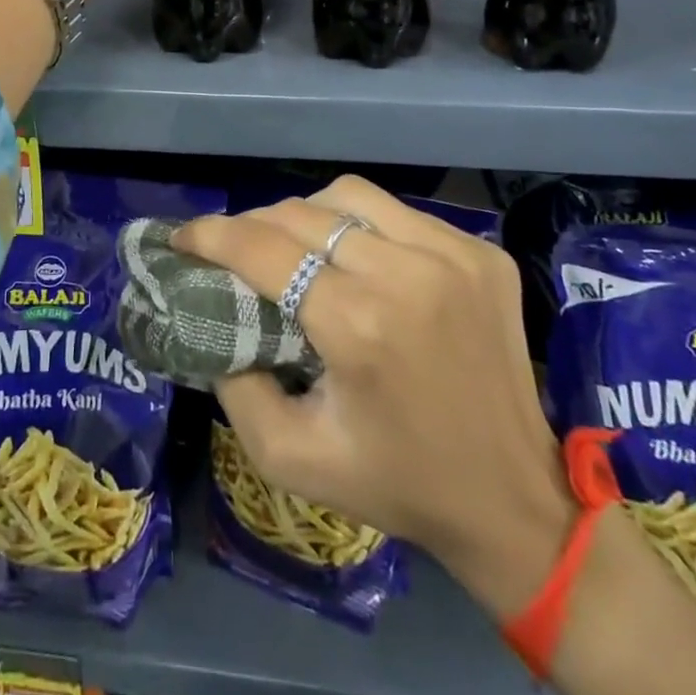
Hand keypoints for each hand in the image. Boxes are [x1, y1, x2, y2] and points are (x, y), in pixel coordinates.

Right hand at [173, 176, 575, 617]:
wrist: (512, 498)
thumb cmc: (397, 484)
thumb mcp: (291, 458)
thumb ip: (234, 387)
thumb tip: (211, 320)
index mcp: (359, 326)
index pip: (264, 248)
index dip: (212, 234)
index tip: (183, 237)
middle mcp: (407, 273)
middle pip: (301, 214)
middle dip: (253, 225)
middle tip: (235, 249)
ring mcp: (453, 254)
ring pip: (349, 197)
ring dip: (306, 213)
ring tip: (294, 244)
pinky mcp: (481, 252)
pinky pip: (399, 212)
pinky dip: (362, 225)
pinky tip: (358, 257)